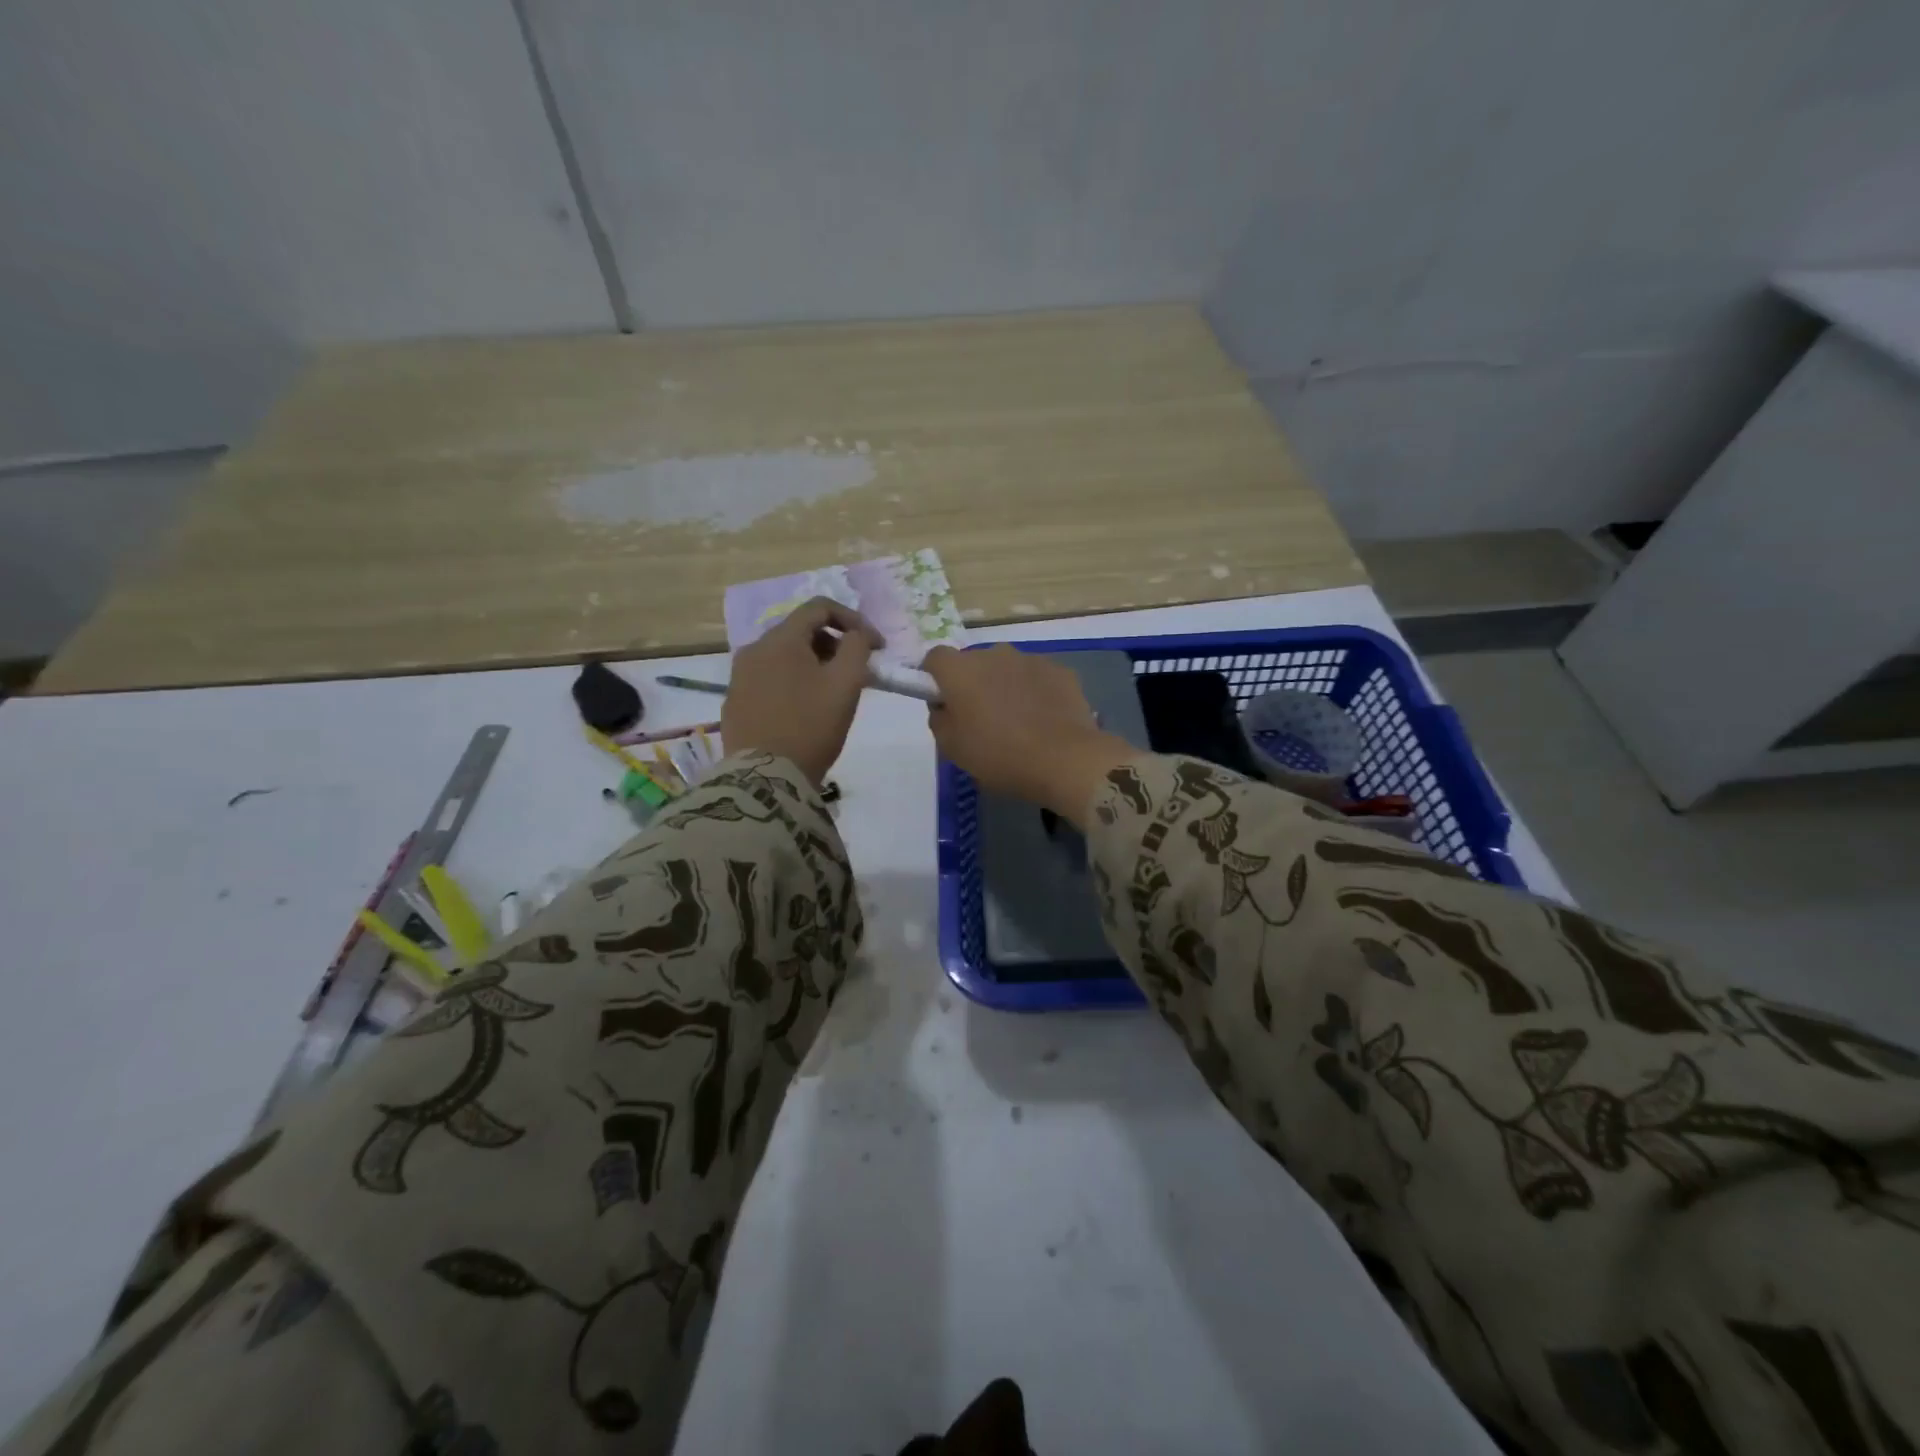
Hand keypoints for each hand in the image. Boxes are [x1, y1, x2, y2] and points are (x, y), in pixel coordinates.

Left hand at [723, 598, 882, 783]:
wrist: (766, 778)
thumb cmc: (812, 725)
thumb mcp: (846, 683)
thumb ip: (858, 647)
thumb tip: (857, 635)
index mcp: (780, 639)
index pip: (820, 607)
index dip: (854, 620)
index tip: (876, 646)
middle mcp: (754, 649)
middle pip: (801, 631)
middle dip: (835, 644)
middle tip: (857, 672)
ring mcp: (740, 677)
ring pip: (784, 656)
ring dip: (814, 664)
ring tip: (833, 693)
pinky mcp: (735, 702)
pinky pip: (770, 679)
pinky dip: (793, 683)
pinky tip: (806, 710)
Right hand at [922, 644, 1133, 826]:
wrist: (1064, 760)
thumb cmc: (998, 755)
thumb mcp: (951, 748)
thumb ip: (940, 719)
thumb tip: (945, 706)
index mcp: (961, 670)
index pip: (935, 658)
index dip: (935, 678)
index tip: (943, 702)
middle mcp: (993, 654)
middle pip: (974, 662)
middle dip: (973, 683)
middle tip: (980, 719)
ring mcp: (1030, 659)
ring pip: (1007, 668)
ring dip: (1005, 686)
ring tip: (1017, 722)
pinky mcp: (1060, 670)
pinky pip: (1037, 678)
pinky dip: (1035, 692)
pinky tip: (1044, 721)